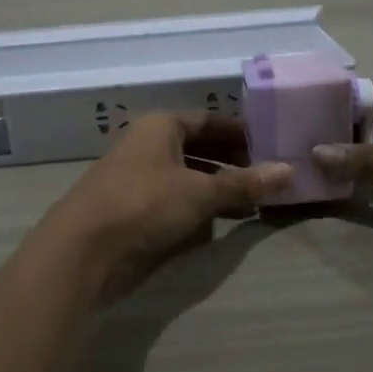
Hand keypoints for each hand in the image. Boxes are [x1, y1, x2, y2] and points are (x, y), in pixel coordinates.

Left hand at [40, 113, 292, 303]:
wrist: (82, 250)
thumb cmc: (143, 204)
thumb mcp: (199, 192)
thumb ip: (243, 184)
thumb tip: (289, 171)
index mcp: (160, 127)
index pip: (207, 120)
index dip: (240, 132)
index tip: (271, 145)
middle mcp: (148, 146)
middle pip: (198, 148)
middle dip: (232, 162)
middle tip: (269, 176)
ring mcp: (139, 179)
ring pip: (188, 176)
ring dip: (218, 187)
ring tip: (255, 201)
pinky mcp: (134, 210)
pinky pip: (175, 201)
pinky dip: (199, 207)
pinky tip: (223, 221)